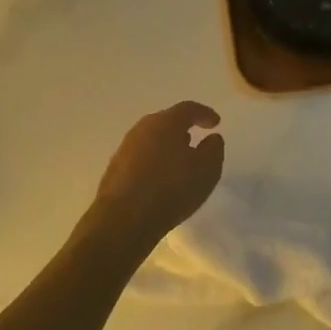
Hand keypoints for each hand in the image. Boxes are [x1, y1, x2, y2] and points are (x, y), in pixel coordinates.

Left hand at [88, 102, 224, 251]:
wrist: (123, 220)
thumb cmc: (171, 189)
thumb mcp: (207, 170)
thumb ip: (213, 149)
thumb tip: (211, 138)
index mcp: (166, 122)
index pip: (188, 109)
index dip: (204, 114)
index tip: (216, 123)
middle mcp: (142, 129)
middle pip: (166, 122)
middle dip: (183, 129)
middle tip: (196, 140)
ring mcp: (125, 149)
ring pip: (151, 140)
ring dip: (167, 146)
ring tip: (179, 162)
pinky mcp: (114, 170)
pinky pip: (140, 158)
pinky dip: (154, 162)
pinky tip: (161, 179)